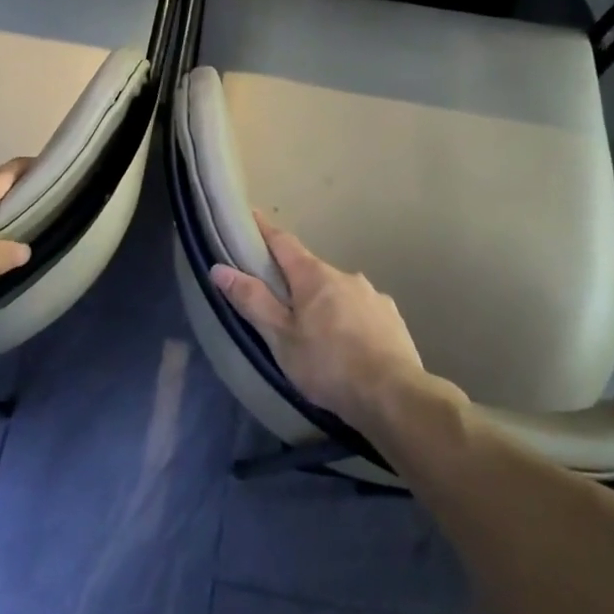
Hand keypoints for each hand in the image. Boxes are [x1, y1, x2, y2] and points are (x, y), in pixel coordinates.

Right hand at [210, 213, 423, 425]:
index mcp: (314, 275)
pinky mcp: (392, 319)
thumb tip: (219, 268)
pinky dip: (349, 320)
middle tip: (278, 302)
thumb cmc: (328, 365)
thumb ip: (252, 301)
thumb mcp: (280, 338)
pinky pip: (362, 311)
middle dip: (294, 280)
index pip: (283, 242)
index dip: (264, 230)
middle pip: (311, 269)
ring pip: (339, 292)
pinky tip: (349, 345)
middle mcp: (346, 276)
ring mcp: (373, 296)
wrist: (394, 397)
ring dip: (324, 303)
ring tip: (315, 333)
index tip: (250, 216)